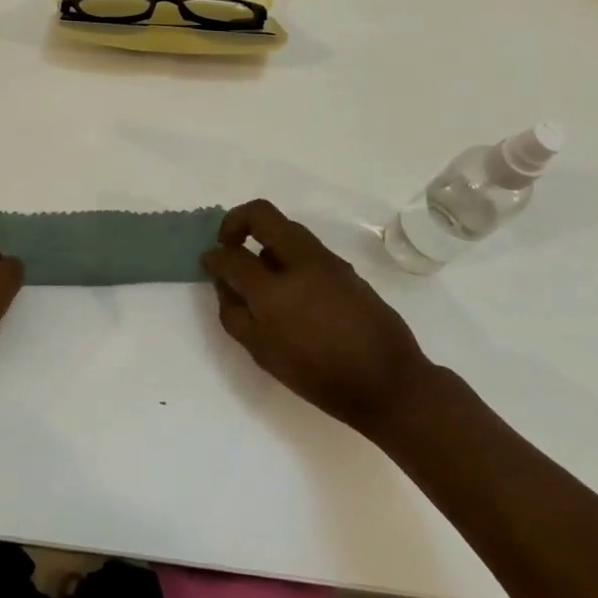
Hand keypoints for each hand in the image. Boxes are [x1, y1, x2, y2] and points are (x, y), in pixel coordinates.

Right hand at [202, 199, 433, 439]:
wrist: (389, 383)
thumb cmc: (319, 376)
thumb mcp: (263, 355)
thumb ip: (235, 315)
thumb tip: (225, 284)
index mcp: (274, 289)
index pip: (232, 255)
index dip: (213, 256)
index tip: (208, 262)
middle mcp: (300, 262)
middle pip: (262, 214)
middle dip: (237, 221)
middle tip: (229, 244)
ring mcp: (327, 261)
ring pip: (287, 228)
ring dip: (265, 238)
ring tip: (259, 271)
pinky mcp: (345, 268)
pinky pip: (306, 248)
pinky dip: (287, 254)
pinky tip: (290, 286)